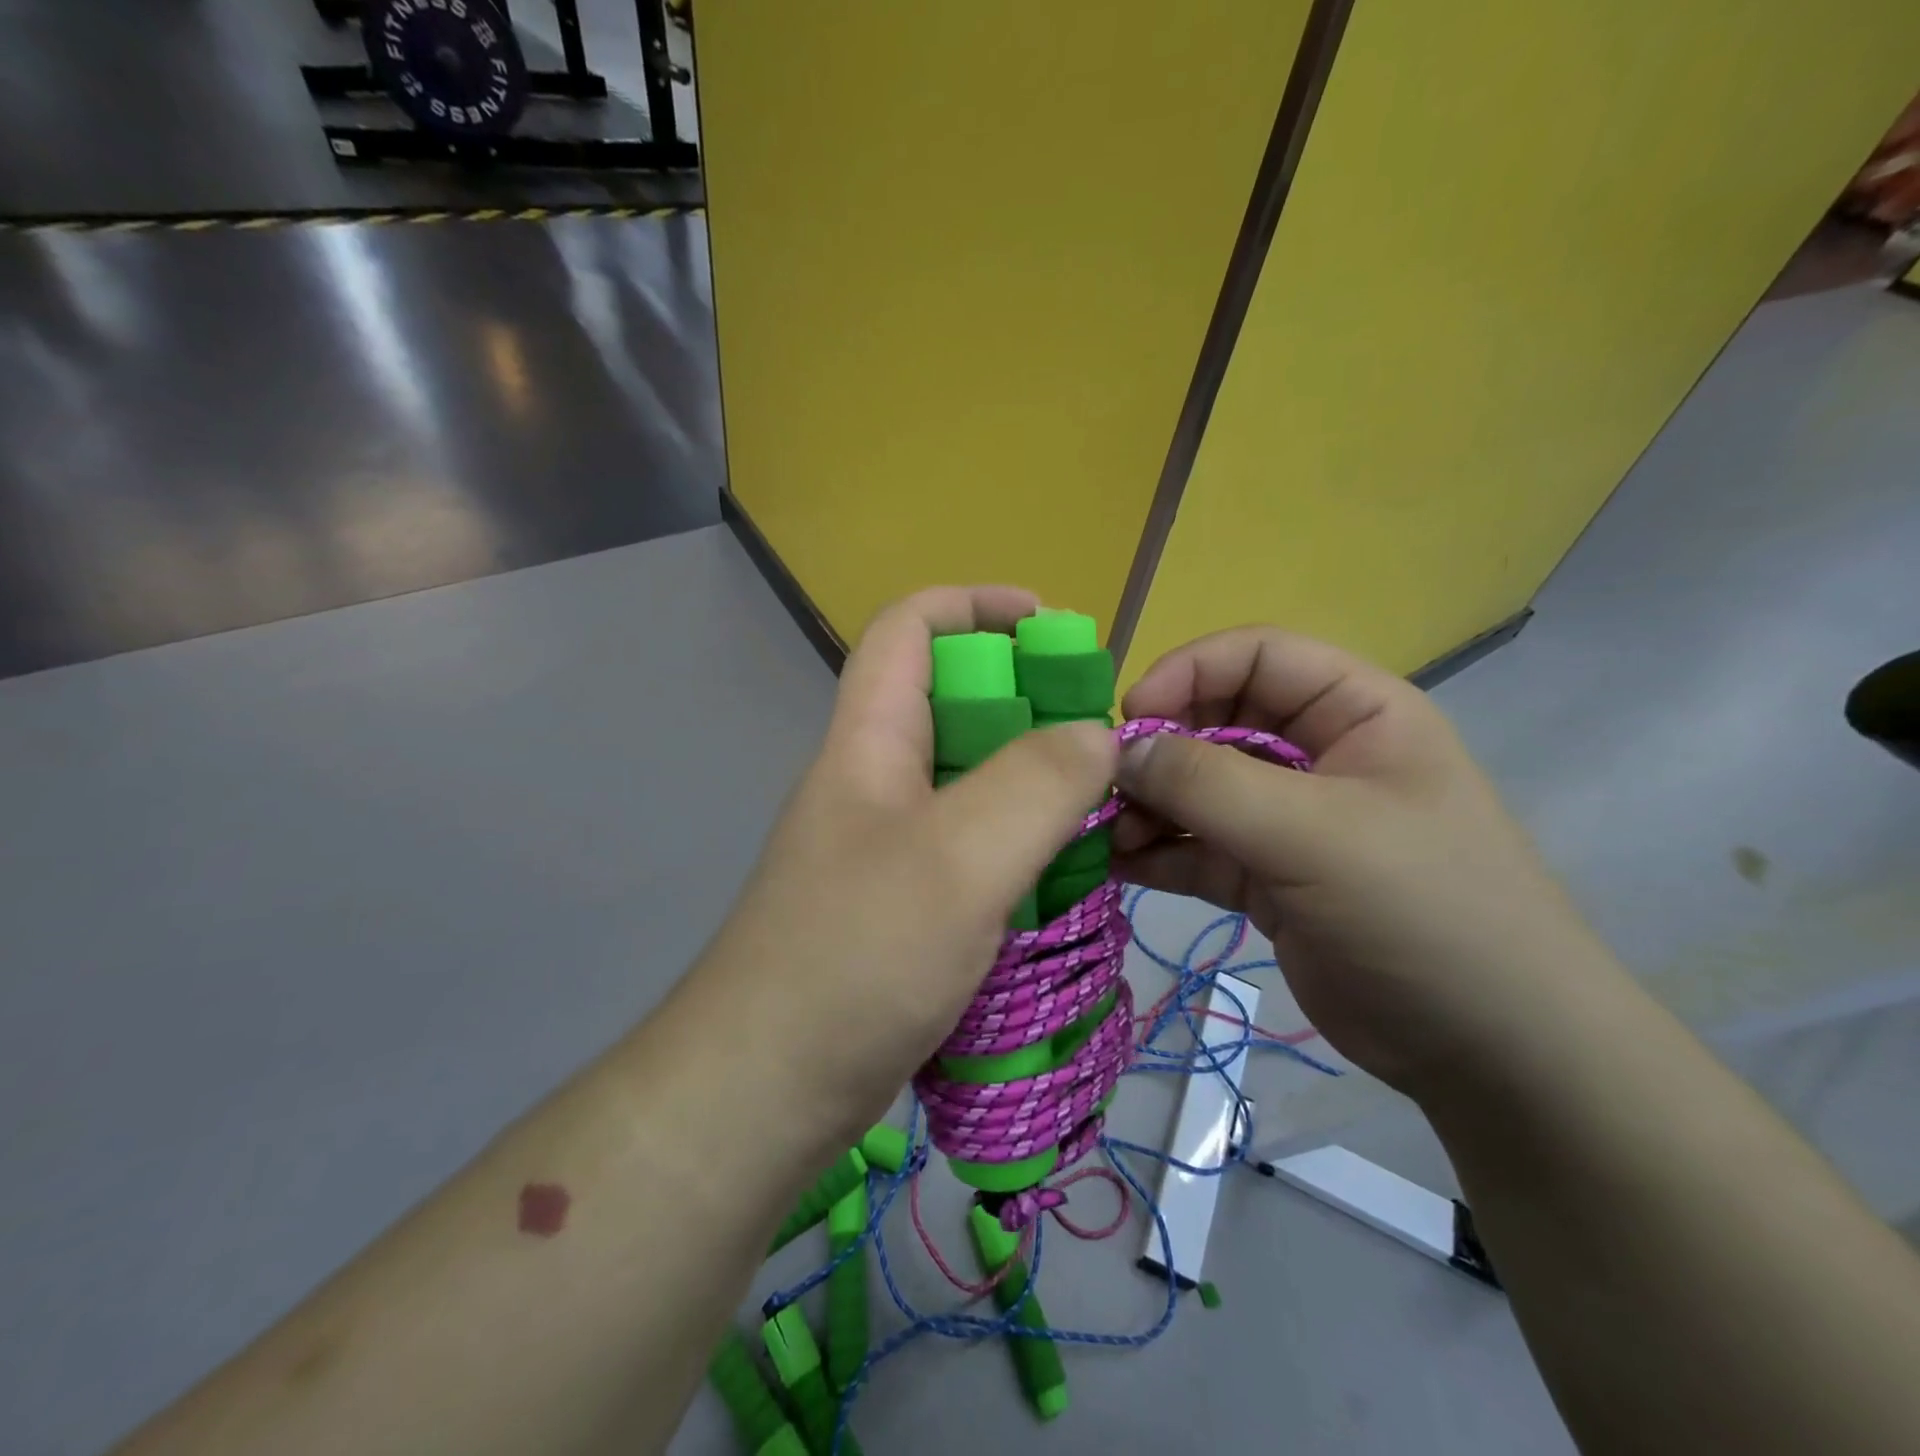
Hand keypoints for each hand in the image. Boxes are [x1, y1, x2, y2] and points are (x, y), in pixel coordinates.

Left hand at [684, 587, 1116, 1143]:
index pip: (910, 629)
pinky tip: (1060, 878)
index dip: (977, 605)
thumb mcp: (958, 857)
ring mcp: (884, 846)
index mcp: (870, 740)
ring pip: (967, 782)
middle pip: (950, 704)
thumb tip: (1096, 736)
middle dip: (1025, 701)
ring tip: (1097, 808)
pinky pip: (969, 848)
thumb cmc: (856, 954)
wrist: (766, 1089)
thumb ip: (1036, 784)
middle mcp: (873, 780)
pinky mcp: (899, 905)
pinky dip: (1018, 847)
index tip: (1054, 628)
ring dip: (1030, 782)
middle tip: (1097, 739)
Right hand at [1112, 626, 1617, 1095]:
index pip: (1256, 656)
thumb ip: (1209, 784)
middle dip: (1159, 749)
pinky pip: (1198, 849)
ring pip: (1199, 790)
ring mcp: (1290, 820)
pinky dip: (1158, 853)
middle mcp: (1318, 755)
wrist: (1492, 1052)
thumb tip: (1120, 751)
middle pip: (1216, 721)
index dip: (1188, 672)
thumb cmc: (1422, 912)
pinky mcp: (1267, 877)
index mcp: (1354, 713)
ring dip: (1149, 806)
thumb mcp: (1314, 834)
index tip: (1132, 718)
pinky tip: (1117, 867)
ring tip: (1106, 836)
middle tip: (1105, 787)